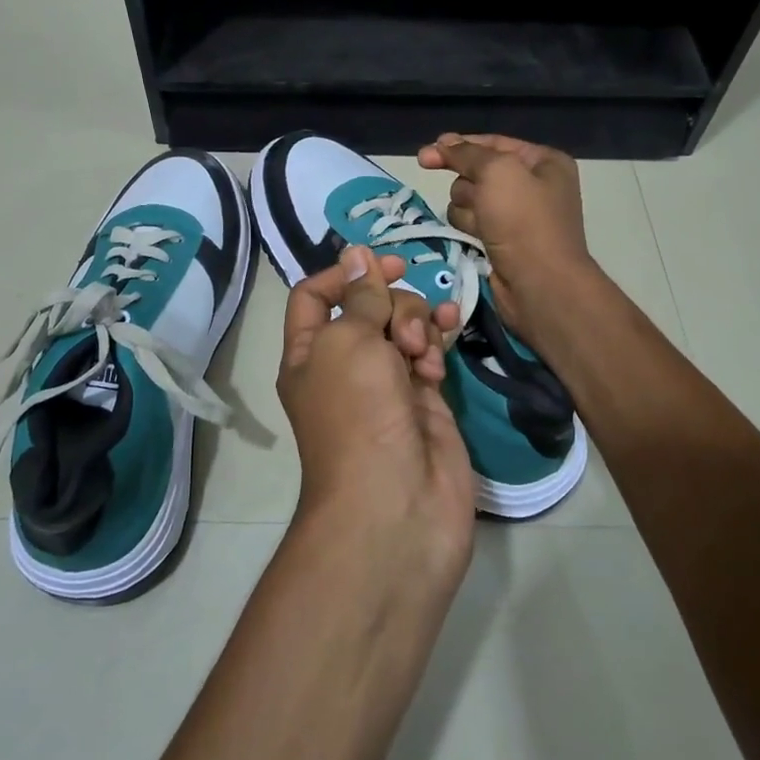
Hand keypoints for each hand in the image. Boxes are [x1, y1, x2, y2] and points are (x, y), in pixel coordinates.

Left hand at [277, 246, 472, 571]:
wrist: (397, 505)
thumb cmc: (358, 416)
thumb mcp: (348, 344)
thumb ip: (359, 297)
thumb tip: (355, 253)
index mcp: (309, 353)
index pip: (316, 295)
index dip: (346, 274)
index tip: (384, 264)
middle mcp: (346, 365)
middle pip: (369, 307)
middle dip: (394, 306)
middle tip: (404, 339)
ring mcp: (388, 383)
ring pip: (404, 327)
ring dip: (419, 326)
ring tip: (425, 357)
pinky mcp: (426, 399)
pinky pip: (432, 353)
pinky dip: (440, 343)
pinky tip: (449, 344)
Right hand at [417, 132, 593, 335]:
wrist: (540, 285)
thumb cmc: (524, 221)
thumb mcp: (496, 172)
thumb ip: (466, 153)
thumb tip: (442, 144)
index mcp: (544, 163)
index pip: (493, 144)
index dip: (459, 146)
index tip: (425, 155)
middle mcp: (533, 186)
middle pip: (478, 172)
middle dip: (468, 185)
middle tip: (477, 201)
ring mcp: (517, 216)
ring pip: (470, 199)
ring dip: (466, 209)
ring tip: (481, 226)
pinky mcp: (502, 241)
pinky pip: (472, 223)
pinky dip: (468, 228)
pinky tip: (476, 239)